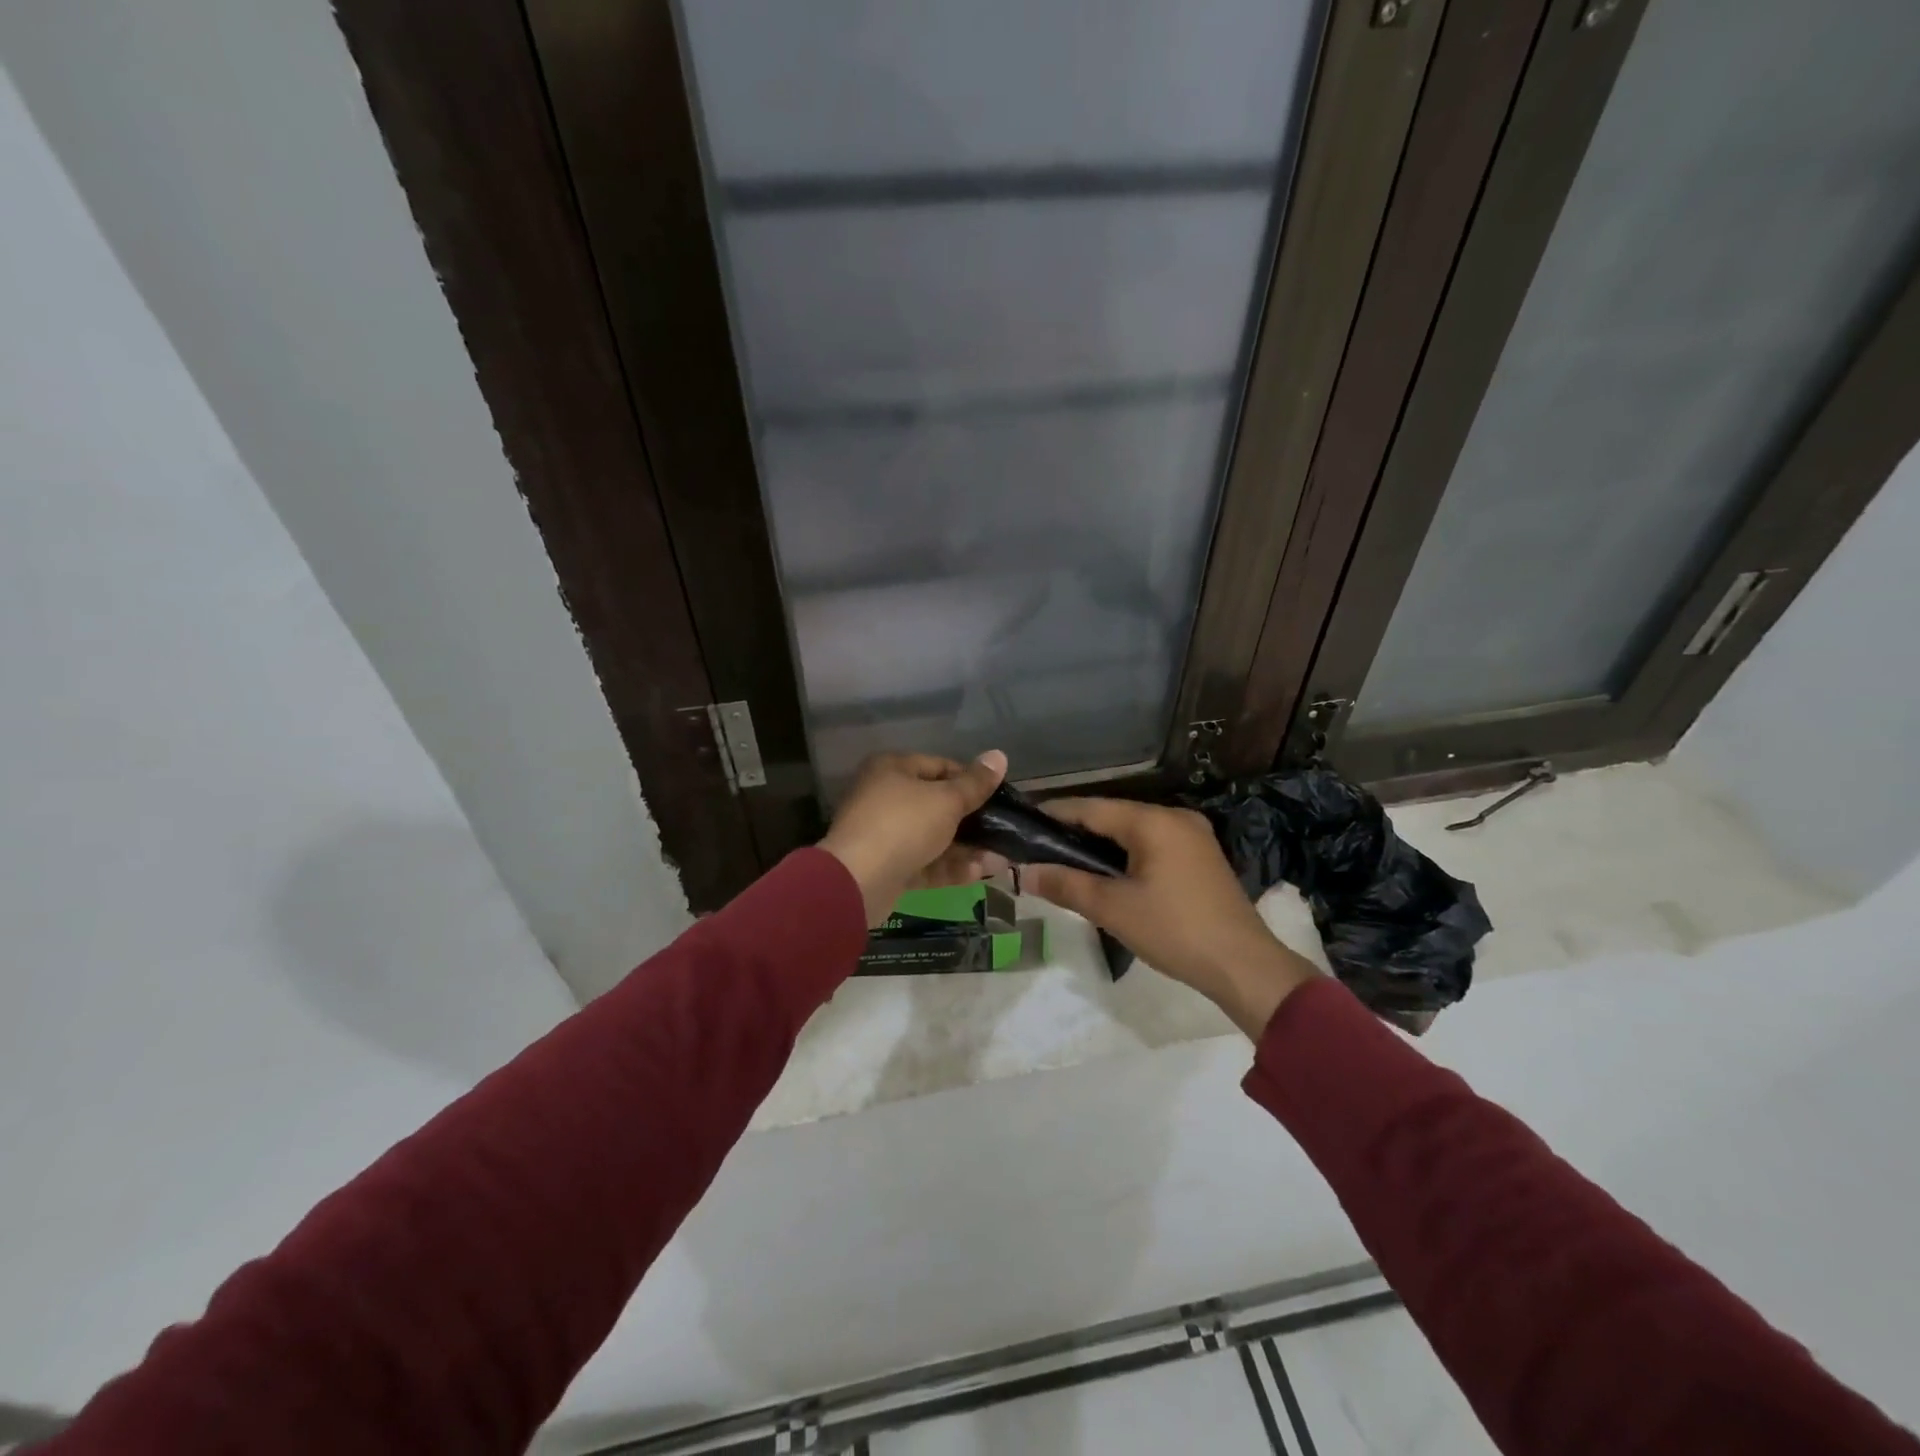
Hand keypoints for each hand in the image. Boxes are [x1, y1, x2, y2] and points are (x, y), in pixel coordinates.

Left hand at [819, 751, 1009, 925]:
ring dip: (966, 848)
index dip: (972, 780)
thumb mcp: (947, 800)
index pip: (940, 766)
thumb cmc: (904, 825)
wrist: (859, 880)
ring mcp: (885, 834)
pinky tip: (978, 873)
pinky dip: (949, 867)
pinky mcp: (887, 866)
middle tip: (1004, 831)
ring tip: (1000, 858)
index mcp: (893, 769)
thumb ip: (975, 783)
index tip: (999, 796)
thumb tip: (999, 755)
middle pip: (937, 805)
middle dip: (973, 821)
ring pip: (933, 837)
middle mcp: (885, 797)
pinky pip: (924, 862)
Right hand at [1022, 798, 1318, 1038]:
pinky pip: (1151, 845)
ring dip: (1099, 845)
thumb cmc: (1175, 931)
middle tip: (1037, 849)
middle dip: (1074, 832)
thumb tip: (1023, 873)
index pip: (1090, 807)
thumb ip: (1065, 885)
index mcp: (1153, 821)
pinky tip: (1105, 874)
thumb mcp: (1112, 909)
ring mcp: (1192, 836)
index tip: (1021, 824)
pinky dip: (1125, 855)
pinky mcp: (1200, 857)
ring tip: (1063, 863)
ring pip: (1132, 831)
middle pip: (1111, 816)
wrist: (1244, 966)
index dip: (1053, 814)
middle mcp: (1174, 817)